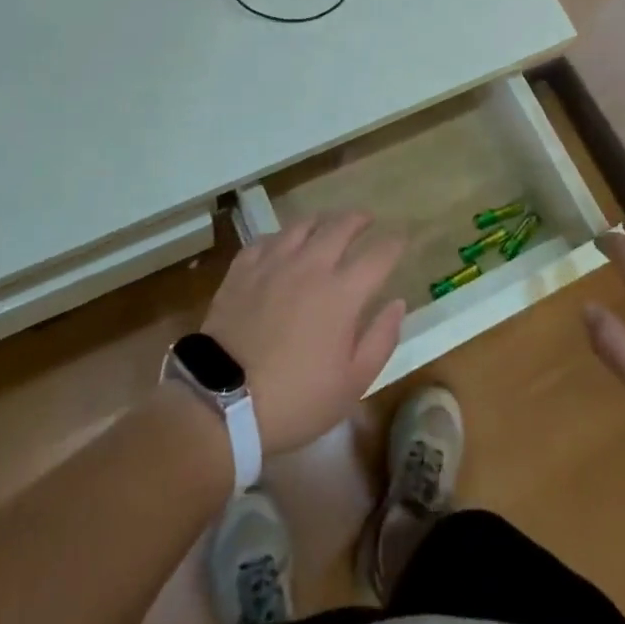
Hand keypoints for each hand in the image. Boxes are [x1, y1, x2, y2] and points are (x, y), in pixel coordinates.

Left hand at [201, 213, 407, 455]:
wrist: (222, 403)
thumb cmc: (296, 399)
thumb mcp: (352, 383)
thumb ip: (381, 339)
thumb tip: (397, 303)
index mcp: (343, 293)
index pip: (378, 255)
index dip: (394, 244)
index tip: (402, 239)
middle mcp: (310, 266)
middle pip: (340, 227)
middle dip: (359, 220)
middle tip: (367, 220)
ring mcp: (272, 264)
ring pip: (301, 226)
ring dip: (321, 221)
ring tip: (326, 224)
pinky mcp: (242, 271)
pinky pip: (265, 240)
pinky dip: (280, 237)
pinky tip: (281, 244)